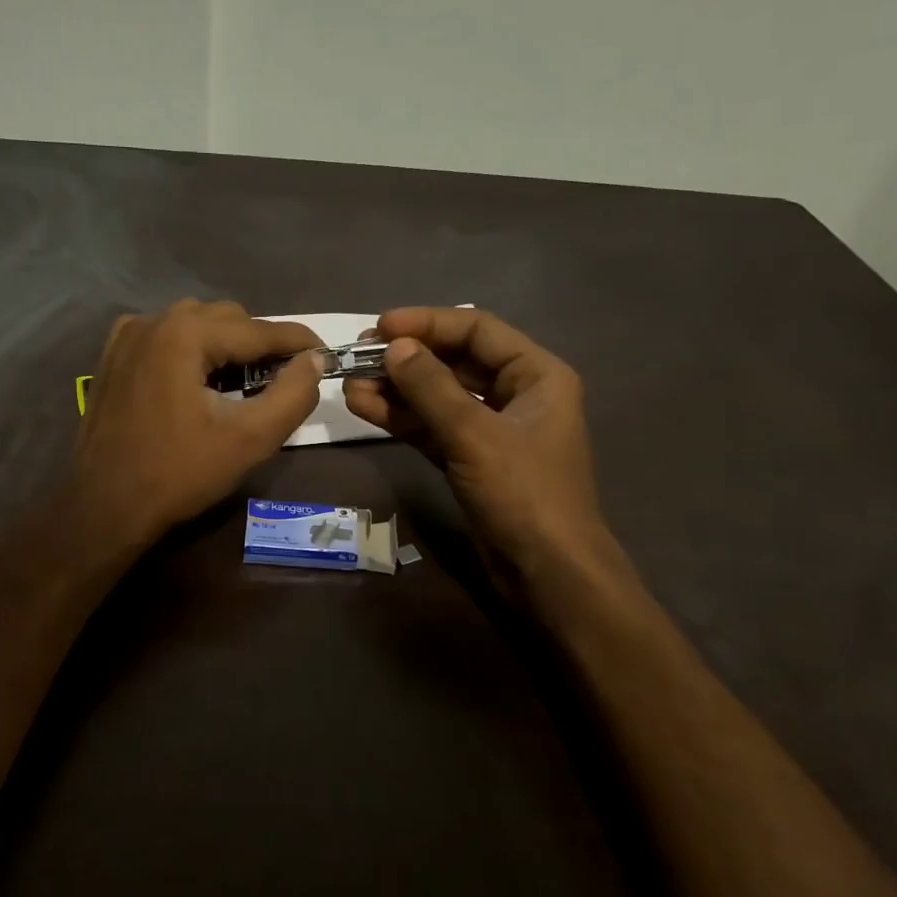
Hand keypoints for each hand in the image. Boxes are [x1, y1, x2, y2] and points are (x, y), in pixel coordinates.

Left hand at [75, 300, 321, 545]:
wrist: (106, 505)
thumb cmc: (180, 473)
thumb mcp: (250, 439)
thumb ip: (293, 394)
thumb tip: (314, 360)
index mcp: (185, 334)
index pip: (258, 329)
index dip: (298, 342)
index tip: (328, 354)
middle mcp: (154, 321)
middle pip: (227, 319)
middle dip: (260, 344)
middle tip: (283, 379)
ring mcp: (127, 336)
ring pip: (196, 323)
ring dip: (226, 344)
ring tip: (243, 382)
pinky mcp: (113, 357)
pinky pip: (166, 336)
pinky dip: (191, 349)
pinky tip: (198, 380)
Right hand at [343, 307, 612, 586]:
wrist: (547, 574)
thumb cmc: (523, 494)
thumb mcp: (474, 435)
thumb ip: (431, 387)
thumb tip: (393, 346)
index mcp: (537, 375)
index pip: (477, 330)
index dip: (428, 323)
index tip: (381, 326)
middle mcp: (516, 394)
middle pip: (455, 362)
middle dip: (407, 359)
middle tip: (359, 355)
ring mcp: (492, 430)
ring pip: (438, 397)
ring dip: (397, 390)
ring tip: (350, 384)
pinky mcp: (471, 460)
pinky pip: (433, 428)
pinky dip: (402, 419)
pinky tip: (364, 407)